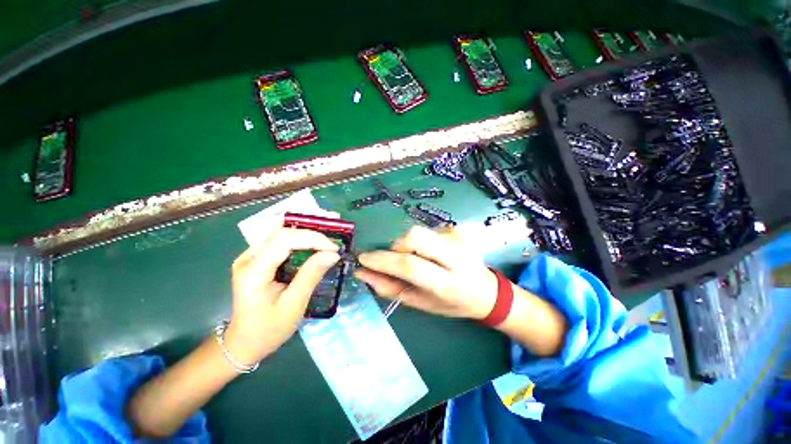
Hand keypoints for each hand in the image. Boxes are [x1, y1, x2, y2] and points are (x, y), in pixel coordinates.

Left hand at [226, 228, 339, 365]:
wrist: (244, 343)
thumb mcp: (294, 305)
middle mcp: (247, 258)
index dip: (311, 238)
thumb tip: (332, 254)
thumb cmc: (268, 329)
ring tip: (325, 245)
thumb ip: (311, 276)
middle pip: (281, 233)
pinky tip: (311, 249)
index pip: (283, 240)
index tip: (333, 248)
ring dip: (306, 237)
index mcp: (253, 271)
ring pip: (281, 234)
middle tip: (331, 247)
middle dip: (311, 235)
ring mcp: (249, 257)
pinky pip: (279, 242)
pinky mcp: (256, 259)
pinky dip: (299, 242)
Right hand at [355, 226, 497, 319]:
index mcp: (447, 284)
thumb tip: (363, 273)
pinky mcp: (458, 229)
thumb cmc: (451, 303)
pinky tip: (431, 253)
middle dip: (396, 246)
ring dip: (407, 244)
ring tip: (417, 258)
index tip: (363, 259)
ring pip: (419, 231)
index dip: (382, 260)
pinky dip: (420, 242)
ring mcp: (459, 239)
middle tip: (395, 259)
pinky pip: (427, 230)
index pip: (409, 265)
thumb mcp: (420, 304)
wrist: (486, 290)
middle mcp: (456, 256)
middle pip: (415, 236)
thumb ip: (390, 289)